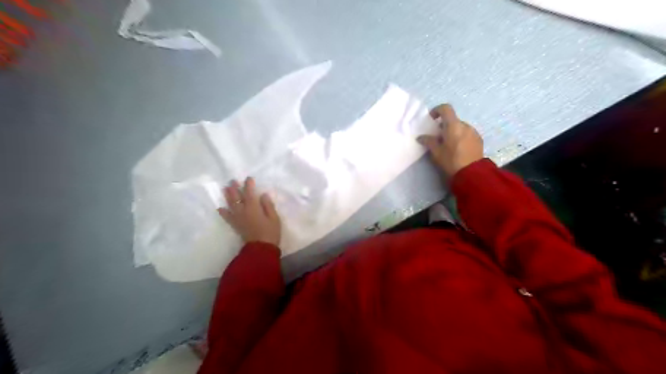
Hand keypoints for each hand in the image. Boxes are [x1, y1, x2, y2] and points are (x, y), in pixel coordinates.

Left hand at [219, 178, 280, 248]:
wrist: (261, 248)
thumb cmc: (270, 232)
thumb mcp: (274, 218)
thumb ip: (268, 205)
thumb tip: (263, 195)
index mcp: (253, 208)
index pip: (249, 193)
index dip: (249, 185)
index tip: (249, 178)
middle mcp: (243, 211)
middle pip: (237, 197)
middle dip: (235, 188)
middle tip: (232, 180)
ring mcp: (238, 218)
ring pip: (231, 204)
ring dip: (228, 196)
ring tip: (225, 188)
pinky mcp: (236, 225)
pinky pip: (227, 217)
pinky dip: (223, 212)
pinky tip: (220, 208)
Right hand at [414, 103, 484, 175]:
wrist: (472, 173)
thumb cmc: (451, 161)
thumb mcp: (436, 152)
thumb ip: (428, 141)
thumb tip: (421, 137)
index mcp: (453, 125)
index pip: (445, 109)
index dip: (437, 110)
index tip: (431, 119)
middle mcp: (465, 125)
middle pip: (453, 120)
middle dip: (444, 126)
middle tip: (438, 137)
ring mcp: (474, 132)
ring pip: (460, 127)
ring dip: (453, 132)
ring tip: (448, 145)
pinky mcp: (479, 140)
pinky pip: (467, 134)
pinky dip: (461, 137)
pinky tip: (458, 149)